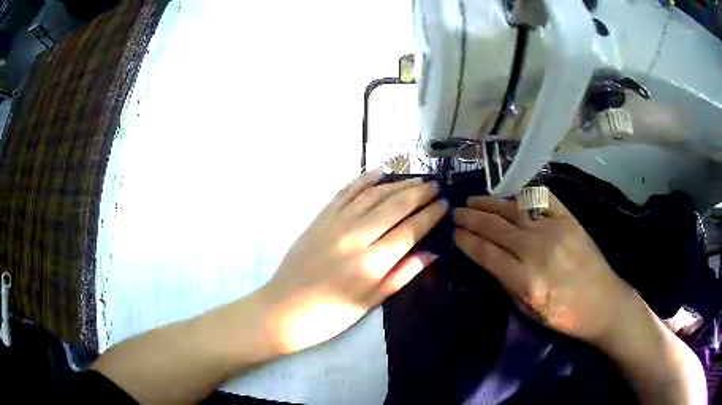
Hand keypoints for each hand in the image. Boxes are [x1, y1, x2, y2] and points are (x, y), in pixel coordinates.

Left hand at [260, 170, 447, 353]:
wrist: (284, 309)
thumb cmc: (331, 315)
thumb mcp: (371, 302)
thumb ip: (402, 274)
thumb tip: (431, 252)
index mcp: (372, 263)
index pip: (410, 230)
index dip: (430, 215)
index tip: (445, 204)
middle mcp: (356, 236)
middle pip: (395, 206)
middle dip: (419, 193)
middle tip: (435, 185)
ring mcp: (336, 223)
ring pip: (373, 195)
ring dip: (398, 184)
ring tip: (416, 178)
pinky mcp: (320, 217)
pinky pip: (346, 191)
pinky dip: (364, 179)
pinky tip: (380, 172)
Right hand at [452, 192, 633, 344]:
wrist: (603, 302)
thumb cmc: (565, 315)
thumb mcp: (529, 311)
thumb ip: (507, 283)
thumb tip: (489, 259)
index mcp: (525, 279)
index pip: (486, 252)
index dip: (466, 241)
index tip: (454, 233)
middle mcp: (537, 250)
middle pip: (496, 227)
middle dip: (472, 218)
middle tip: (457, 212)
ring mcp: (554, 230)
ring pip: (514, 209)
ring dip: (490, 203)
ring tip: (474, 200)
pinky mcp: (569, 219)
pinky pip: (542, 199)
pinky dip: (523, 195)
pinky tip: (511, 196)